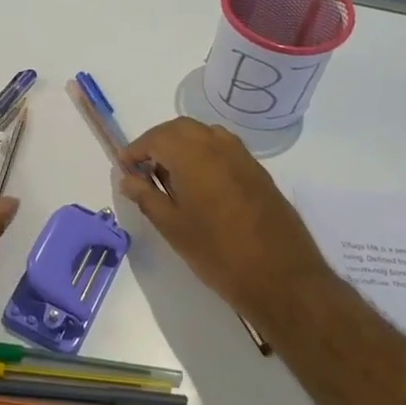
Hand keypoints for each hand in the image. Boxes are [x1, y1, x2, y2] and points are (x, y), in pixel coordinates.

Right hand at [116, 118, 333, 329]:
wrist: (280, 276)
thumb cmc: (217, 253)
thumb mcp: (172, 227)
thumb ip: (146, 197)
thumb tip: (127, 178)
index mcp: (193, 156)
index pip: (156, 138)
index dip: (136, 150)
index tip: (124, 168)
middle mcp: (218, 146)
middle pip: (180, 128)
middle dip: (158, 142)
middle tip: (144, 169)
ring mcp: (243, 157)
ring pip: (205, 134)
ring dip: (182, 144)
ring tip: (171, 176)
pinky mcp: (258, 172)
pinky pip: (224, 148)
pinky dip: (204, 153)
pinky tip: (200, 184)